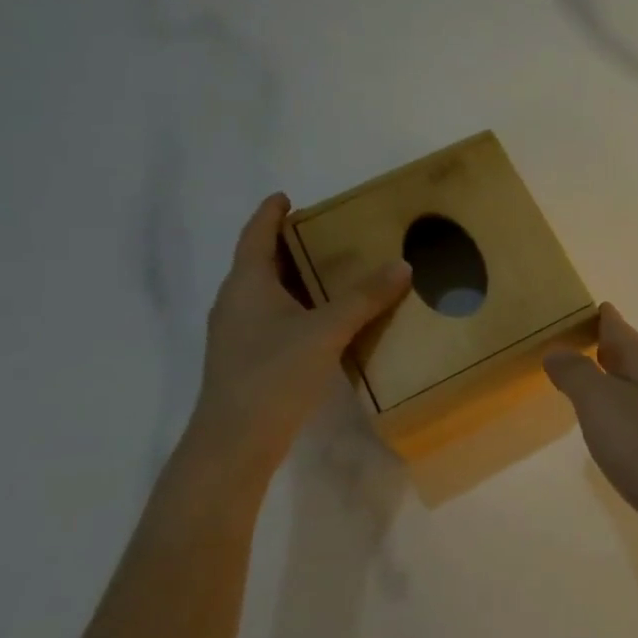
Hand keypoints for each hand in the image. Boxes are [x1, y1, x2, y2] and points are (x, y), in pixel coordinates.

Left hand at [186, 193, 410, 479]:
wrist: (235, 441)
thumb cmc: (274, 373)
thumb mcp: (326, 330)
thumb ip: (364, 298)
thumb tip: (402, 265)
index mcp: (246, 284)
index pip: (256, 235)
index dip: (270, 214)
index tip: (286, 197)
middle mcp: (235, 303)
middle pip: (260, 262)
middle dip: (288, 245)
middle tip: (326, 234)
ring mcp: (237, 334)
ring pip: (266, 293)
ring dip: (294, 278)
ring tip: (331, 273)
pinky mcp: (247, 359)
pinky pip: (273, 318)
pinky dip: (296, 308)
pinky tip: (323, 321)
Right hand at [544, 305, 637, 544]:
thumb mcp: (600, 403)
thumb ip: (576, 373)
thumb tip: (558, 350)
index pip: (617, 326)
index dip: (596, 317)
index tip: (574, 312)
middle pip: (631, 352)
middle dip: (604, 348)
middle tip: (572, 348)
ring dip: (616, 380)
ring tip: (589, 386)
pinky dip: (628, 408)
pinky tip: (618, 428)